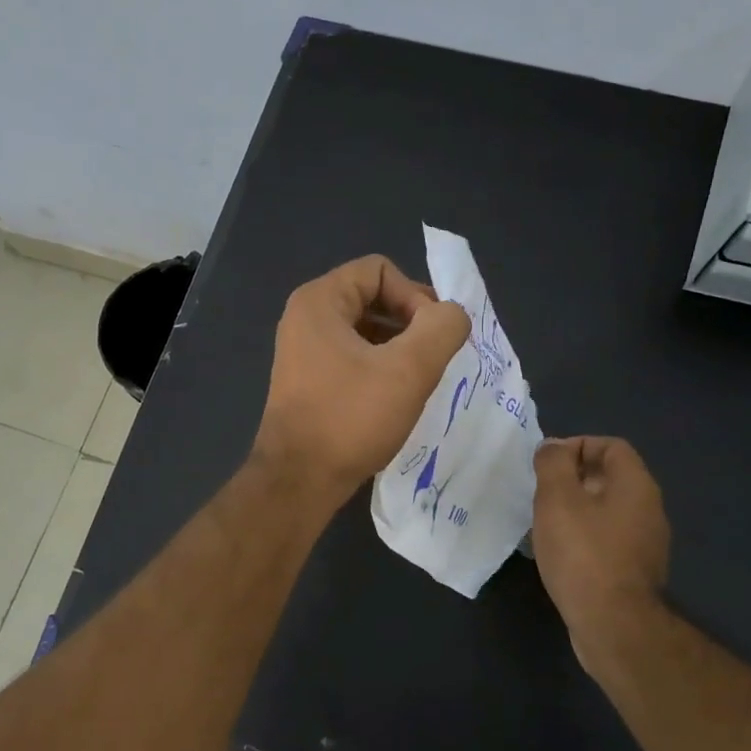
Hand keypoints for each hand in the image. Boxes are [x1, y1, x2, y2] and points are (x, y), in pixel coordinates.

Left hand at [252, 255, 469, 509]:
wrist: (299, 480)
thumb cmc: (350, 418)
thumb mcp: (409, 370)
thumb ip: (442, 328)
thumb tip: (452, 315)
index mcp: (320, 301)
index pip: (380, 270)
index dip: (415, 296)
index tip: (433, 337)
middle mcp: (305, 318)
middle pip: (372, 297)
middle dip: (410, 322)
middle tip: (434, 358)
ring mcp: (303, 351)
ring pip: (365, 331)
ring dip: (398, 348)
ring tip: (419, 380)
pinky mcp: (308, 381)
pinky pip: (353, 357)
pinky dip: (379, 368)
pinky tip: (396, 398)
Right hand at [532, 437, 671, 676]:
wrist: (613, 624)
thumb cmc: (583, 554)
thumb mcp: (557, 499)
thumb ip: (553, 464)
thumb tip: (553, 447)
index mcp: (636, 486)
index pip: (612, 446)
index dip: (578, 446)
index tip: (547, 465)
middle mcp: (649, 509)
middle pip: (610, 478)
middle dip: (573, 479)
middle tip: (541, 494)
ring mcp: (646, 543)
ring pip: (607, 510)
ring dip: (576, 510)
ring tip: (545, 523)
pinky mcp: (635, 571)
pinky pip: (608, 539)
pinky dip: (584, 537)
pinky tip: (560, 553)